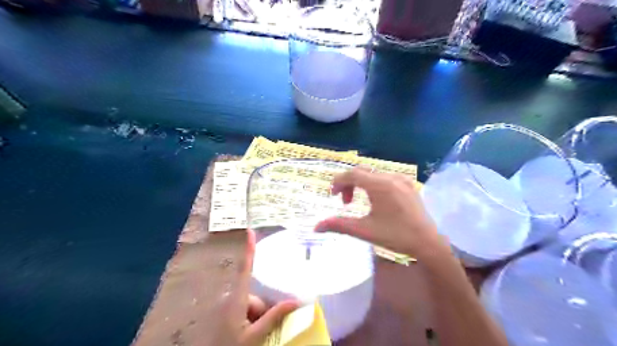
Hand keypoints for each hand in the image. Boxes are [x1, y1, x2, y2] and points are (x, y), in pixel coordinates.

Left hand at [215, 229, 297, 344]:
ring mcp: (229, 310)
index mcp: (237, 300)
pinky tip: (253, 335)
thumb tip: (295, 301)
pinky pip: (245, 314)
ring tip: (258, 335)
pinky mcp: (227, 318)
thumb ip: (273, 318)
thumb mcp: (254, 337)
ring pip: (250, 307)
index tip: (249, 231)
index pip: (245, 269)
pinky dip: (251, 322)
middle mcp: (232, 301)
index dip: (249, 250)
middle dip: (263, 309)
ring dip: (258, 318)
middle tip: (266, 328)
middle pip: (253, 296)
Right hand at [315, 168, 451, 262]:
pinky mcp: (408, 184)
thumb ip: (339, 225)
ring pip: (373, 174)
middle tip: (345, 203)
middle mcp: (391, 177)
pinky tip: (376, 200)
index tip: (332, 196)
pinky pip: (385, 177)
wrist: (428, 243)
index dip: (338, 182)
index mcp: (380, 185)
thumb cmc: (395, 236)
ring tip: (359, 202)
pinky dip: (373, 184)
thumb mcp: (364, 230)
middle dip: (348, 184)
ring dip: (361, 184)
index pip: (352, 174)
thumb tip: (316, 227)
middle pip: (361, 172)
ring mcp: (402, 179)